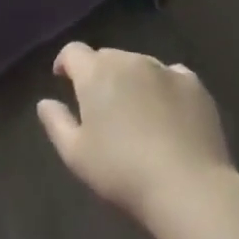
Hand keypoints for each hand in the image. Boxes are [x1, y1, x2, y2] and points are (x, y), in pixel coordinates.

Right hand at [37, 43, 234, 222]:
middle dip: (100, 75)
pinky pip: (172, 76)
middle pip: (107, 58)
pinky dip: (164, 87)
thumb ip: (56, 122)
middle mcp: (128, 60)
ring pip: (140, 65)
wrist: (188, 187)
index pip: (73, 52)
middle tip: (102, 106)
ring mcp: (164, 69)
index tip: (63, 79)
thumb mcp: (76, 155)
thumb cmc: (122, 171)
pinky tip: (169, 112)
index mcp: (96, 73)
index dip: (66, 63)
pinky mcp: (194, 84)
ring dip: (132, 80)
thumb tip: (45, 102)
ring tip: (137, 112)